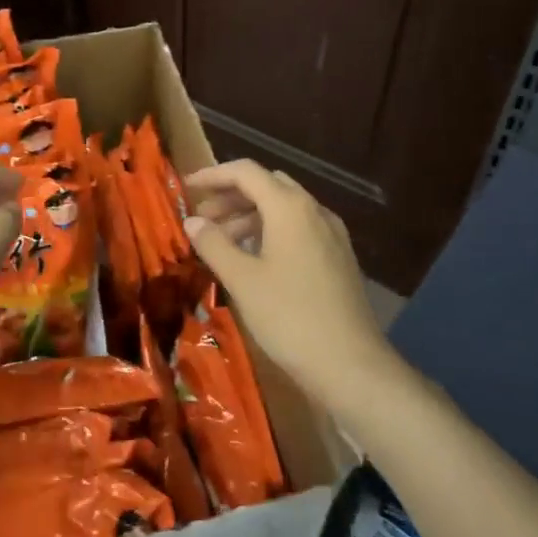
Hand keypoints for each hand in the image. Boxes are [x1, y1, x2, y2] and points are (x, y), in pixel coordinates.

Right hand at [182, 160, 394, 405]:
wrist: (350, 364)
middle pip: (267, 185)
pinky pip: (299, 228)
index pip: (246, 172)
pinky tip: (255, 259)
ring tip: (221, 242)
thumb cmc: (290, 316)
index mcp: (290, 207)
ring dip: (250, 215)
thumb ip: (214, 244)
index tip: (187, 187)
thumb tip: (192, 221)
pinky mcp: (338, 257)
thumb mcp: (242, 280)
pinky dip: (271, 231)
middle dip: (231, 196)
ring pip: (284, 208)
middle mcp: (314, 210)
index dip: (213, 175)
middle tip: (202, 218)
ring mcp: (331, 233)